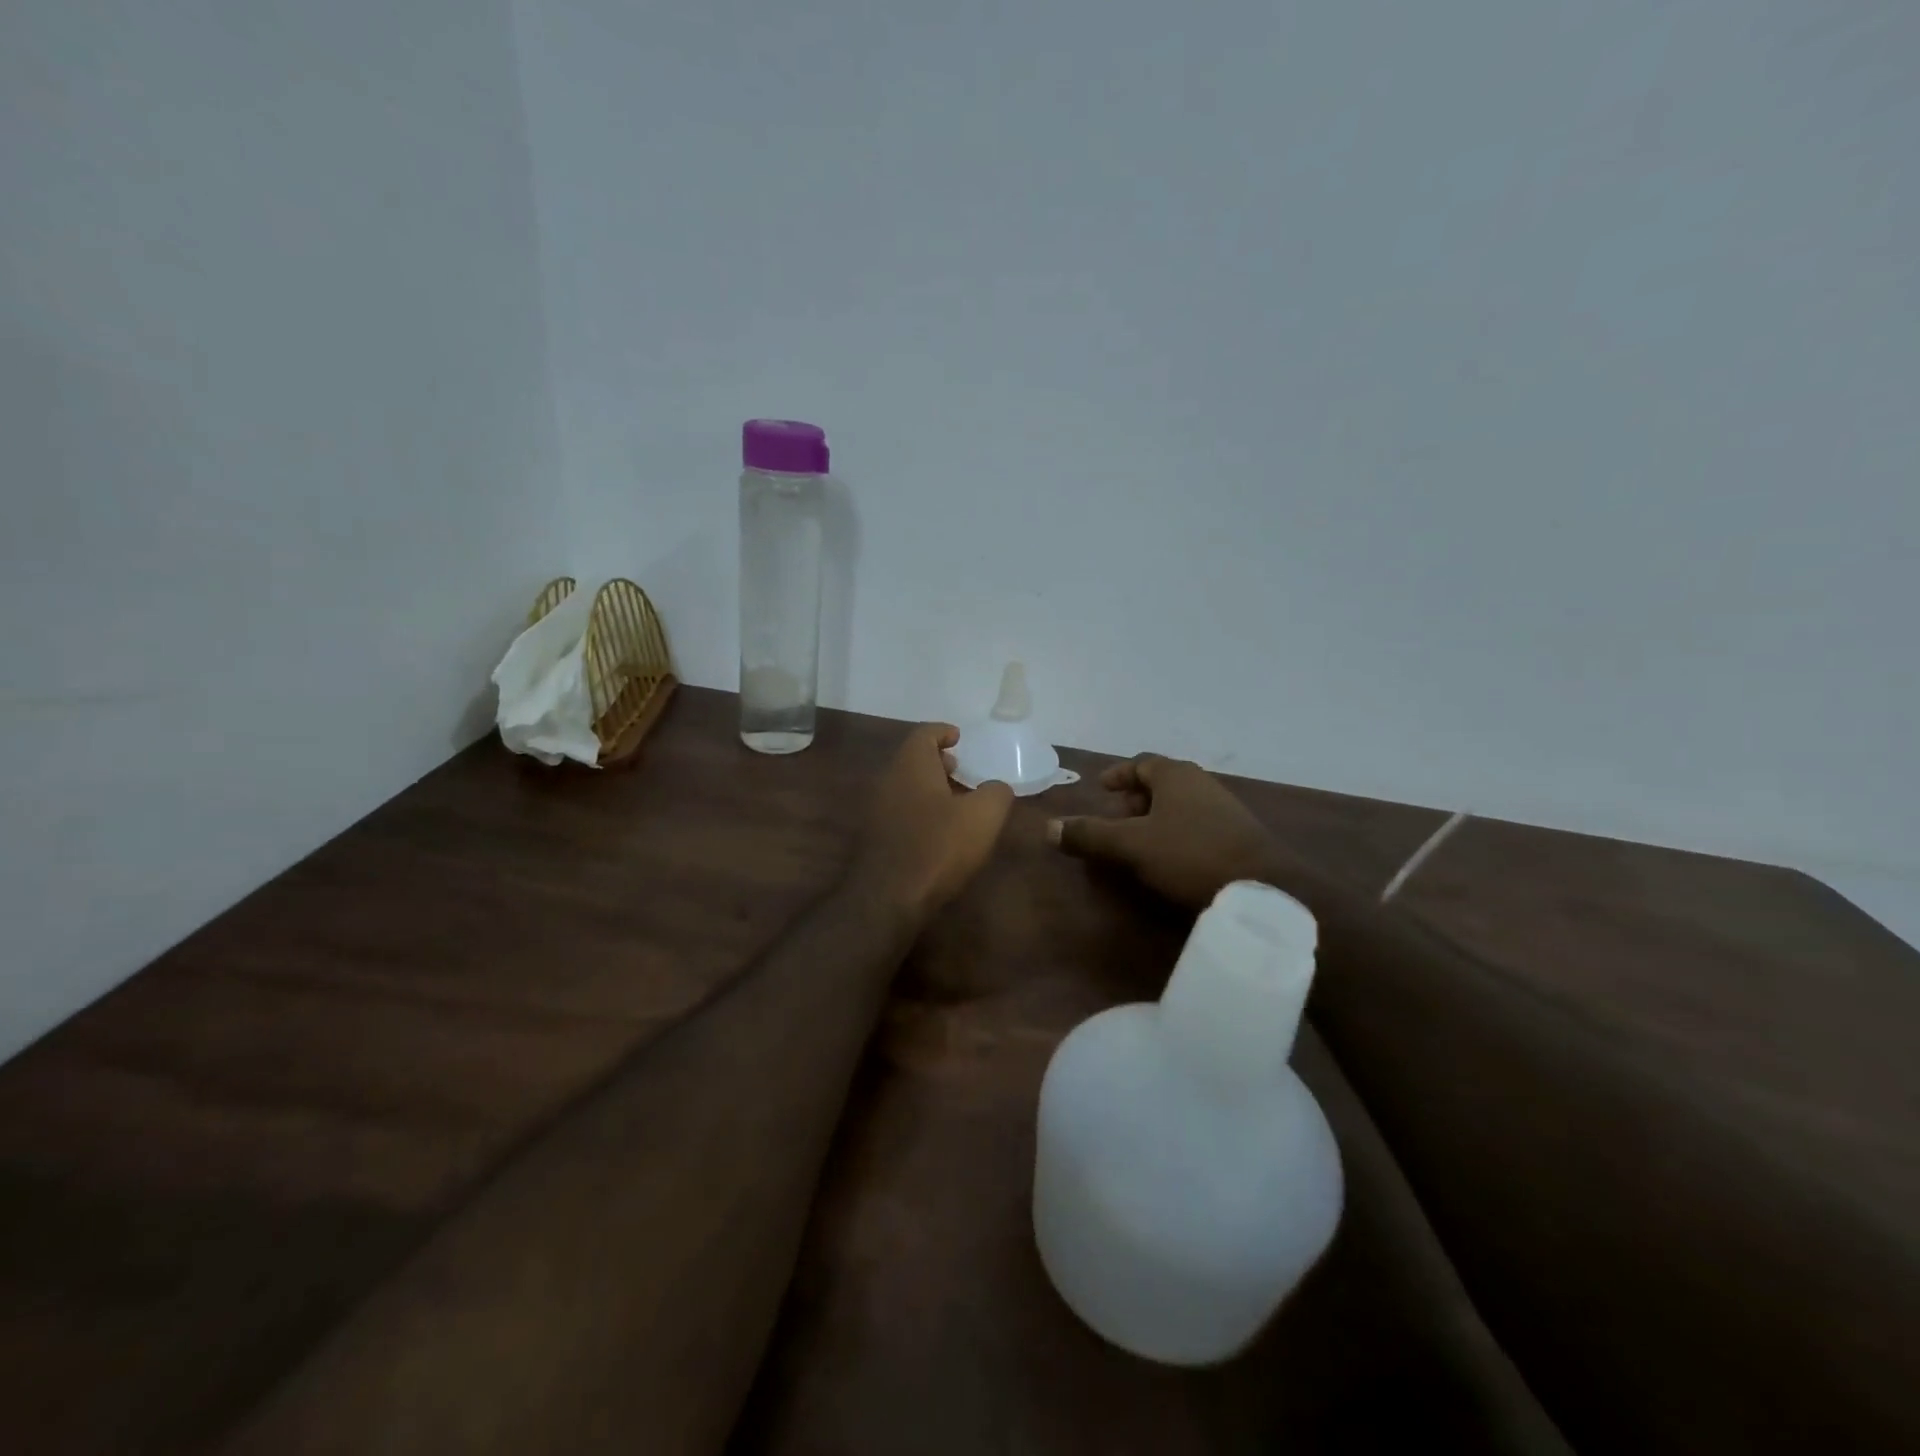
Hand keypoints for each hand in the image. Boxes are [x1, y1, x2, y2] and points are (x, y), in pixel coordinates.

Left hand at [853, 723, 1013, 920]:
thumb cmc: (938, 847)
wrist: (888, 898)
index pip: (924, 734)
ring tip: (956, 801)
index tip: (959, 737)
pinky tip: (938, 831)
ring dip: (929, 787)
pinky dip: (920, 810)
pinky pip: (900, 811)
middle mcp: (888, 780)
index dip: (943, 731)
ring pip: (905, 786)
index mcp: (911, 765)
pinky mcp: (874, 838)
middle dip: (937, 761)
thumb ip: (996, 793)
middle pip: (912, 759)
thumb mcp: (983, 816)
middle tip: (961, 769)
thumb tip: (997, 787)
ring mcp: (876, 810)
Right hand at [1047, 754, 1288, 909]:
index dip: (1117, 774)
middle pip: (1161, 783)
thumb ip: (1090, 835)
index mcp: (1175, 775)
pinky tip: (1170, 858)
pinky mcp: (1239, 834)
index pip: (1141, 763)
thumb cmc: (1190, 854)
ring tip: (1138, 843)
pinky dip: (1176, 832)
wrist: (1265, 888)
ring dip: (1155, 818)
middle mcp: (1201, 783)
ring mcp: (1224, 808)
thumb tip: (1049, 827)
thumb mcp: (1131, 845)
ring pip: (1180, 805)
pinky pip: (1196, 824)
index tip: (1100, 788)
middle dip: (1134, 799)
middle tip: (1115, 820)